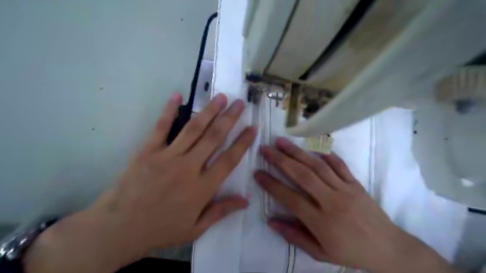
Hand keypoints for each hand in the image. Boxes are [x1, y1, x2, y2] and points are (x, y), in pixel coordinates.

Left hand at [24, 93, 255, 272]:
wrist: (118, 229)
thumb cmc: (160, 230)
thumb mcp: (195, 229)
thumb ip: (221, 212)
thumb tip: (245, 201)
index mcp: (202, 188)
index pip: (229, 159)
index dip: (243, 142)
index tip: (252, 127)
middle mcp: (188, 167)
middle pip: (214, 138)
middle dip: (230, 118)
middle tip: (240, 103)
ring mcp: (167, 156)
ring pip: (193, 129)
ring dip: (209, 111)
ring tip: (221, 97)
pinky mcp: (148, 151)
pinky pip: (161, 127)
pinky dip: (169, 110)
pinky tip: (177, 95)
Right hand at [256, 138, 457, 272]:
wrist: (390, 250)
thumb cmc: (351, 253)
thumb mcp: (320, 253)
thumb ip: (294, 236)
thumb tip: (270, 221)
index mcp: (321, 222)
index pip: (290, 198)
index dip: (271, 184)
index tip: (257, 173)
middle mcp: (332, 201)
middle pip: (302, 175)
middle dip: (280, 160)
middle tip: (265, 149)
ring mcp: (345, 189)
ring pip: (317, 166)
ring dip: (297, 151)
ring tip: (282, 141)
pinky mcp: (356, 184)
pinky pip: (340, 165)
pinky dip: (326, 153)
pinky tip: (313, 145)